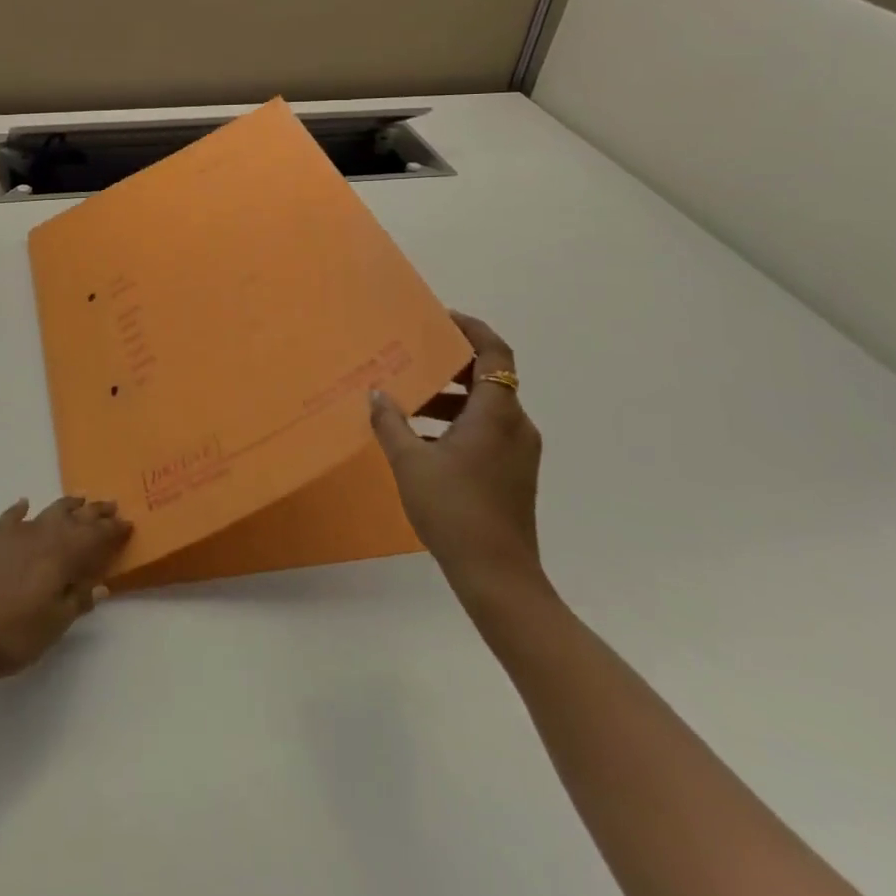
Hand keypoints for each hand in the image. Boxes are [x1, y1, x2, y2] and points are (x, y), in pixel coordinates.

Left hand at [0, 497, 132, 683]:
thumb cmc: (2, 635)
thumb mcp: (48, 628)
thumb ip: (74, 603)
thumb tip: (99, 585)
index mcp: (59, 557)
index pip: (93, 538)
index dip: (111, 532)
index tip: (127, 524)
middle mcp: (37, 536)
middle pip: (72, 519)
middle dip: (93, 513)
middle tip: (110, 505)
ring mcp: (7, 534)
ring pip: (43, 513)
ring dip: (64, 507)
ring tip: (79, 500)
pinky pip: (9, 517)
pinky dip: (20, 510)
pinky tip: (23, 505)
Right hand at [368, 312, 543, 592]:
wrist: (498, 577)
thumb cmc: (454, 510)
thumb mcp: (410, 462)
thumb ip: (391, 422)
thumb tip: (377, 392)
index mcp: (496, 413)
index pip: (494, 353)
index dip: (471, 329)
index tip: (440, 318)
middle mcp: (516, 425)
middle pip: (488, 378)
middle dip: (448, 365)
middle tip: (411, 358)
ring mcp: (518, 452)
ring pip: (485, 407)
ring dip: (448, 398)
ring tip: (407, 404)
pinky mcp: (513, 473)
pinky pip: (486, 430)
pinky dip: (457, 423)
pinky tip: (421, 441)